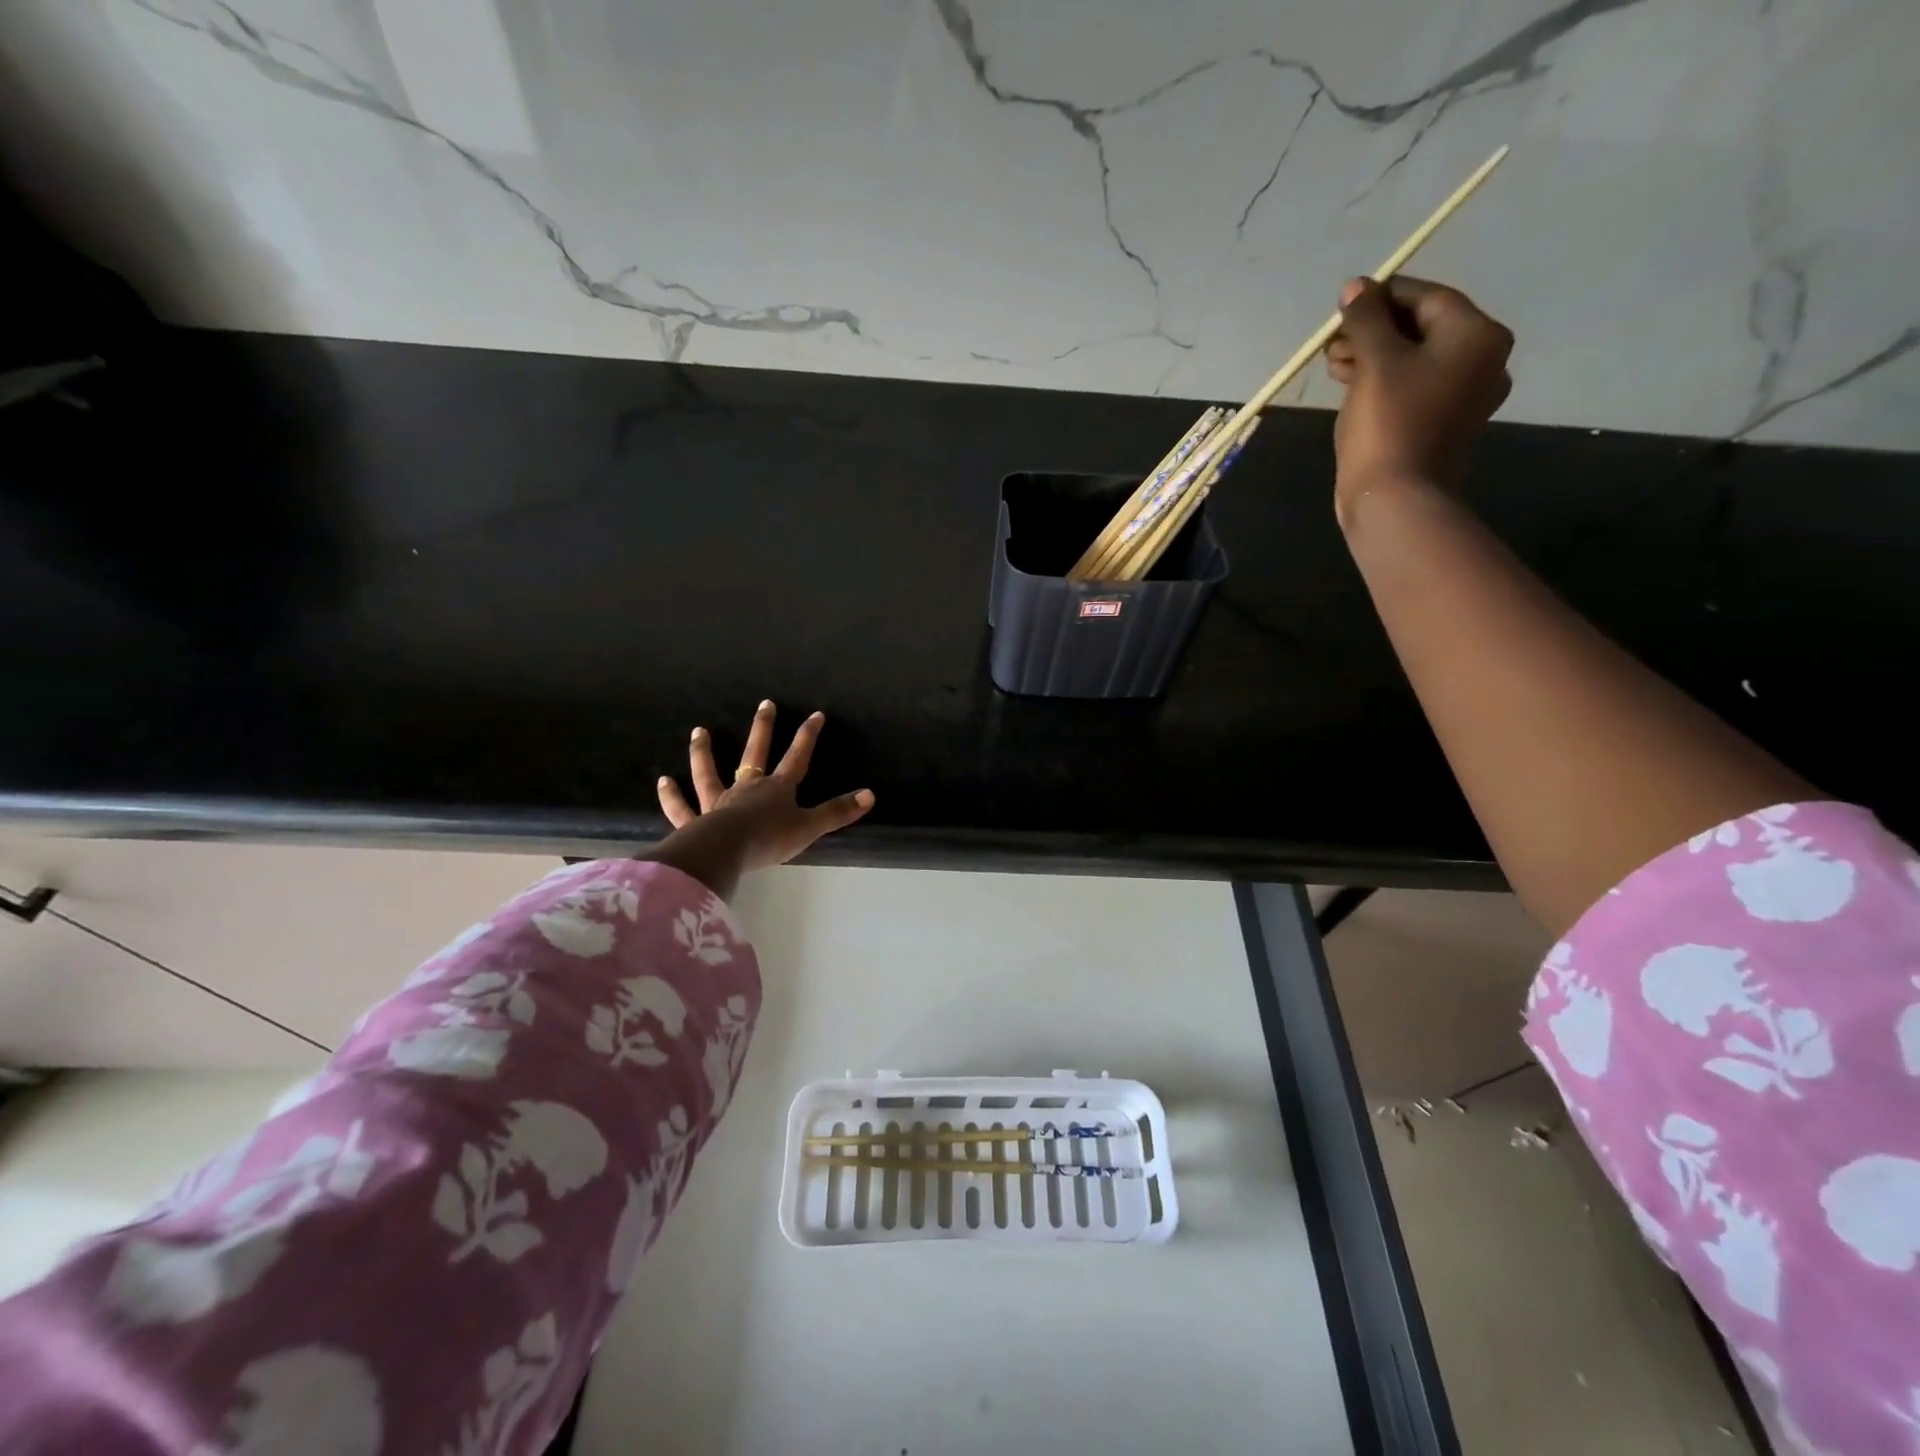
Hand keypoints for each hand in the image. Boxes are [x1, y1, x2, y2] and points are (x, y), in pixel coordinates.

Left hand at [641, 701, 873, 898]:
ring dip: (704, 752)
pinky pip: (681, 807)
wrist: (726, 851)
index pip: (797, 757)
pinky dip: (672, 796)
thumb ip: (838, 812)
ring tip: (699, 731)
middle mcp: (747, 788)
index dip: (808, 736)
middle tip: (765, 704)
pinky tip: (663, 781)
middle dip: (763, 729)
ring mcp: (718, 802)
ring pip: (709, 773)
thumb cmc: (770, 839)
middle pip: (755, 753)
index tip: (815, 714)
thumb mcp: (810, 827)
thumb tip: (870, 795)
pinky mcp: (696, 821)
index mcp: (777, 789)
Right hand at [1326, 276, 1512, 521]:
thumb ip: (1366, 319)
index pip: (1427, 297)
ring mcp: (1464, 396)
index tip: (1344, 305)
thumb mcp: (1375, 362)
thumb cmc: (1389, 424)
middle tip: (1332, 342)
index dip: (1382, 296)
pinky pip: (1413, 388)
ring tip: (1334, 365)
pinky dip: (1383, 382)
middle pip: (1422, 328)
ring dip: (1373, 356)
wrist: (1395, 499)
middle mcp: (1482, 360)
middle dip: (1374, 330)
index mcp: (1476, 336)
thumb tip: (1356, 288)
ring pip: (1414, 360)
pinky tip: (1351, 387)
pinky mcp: (1441, 425)